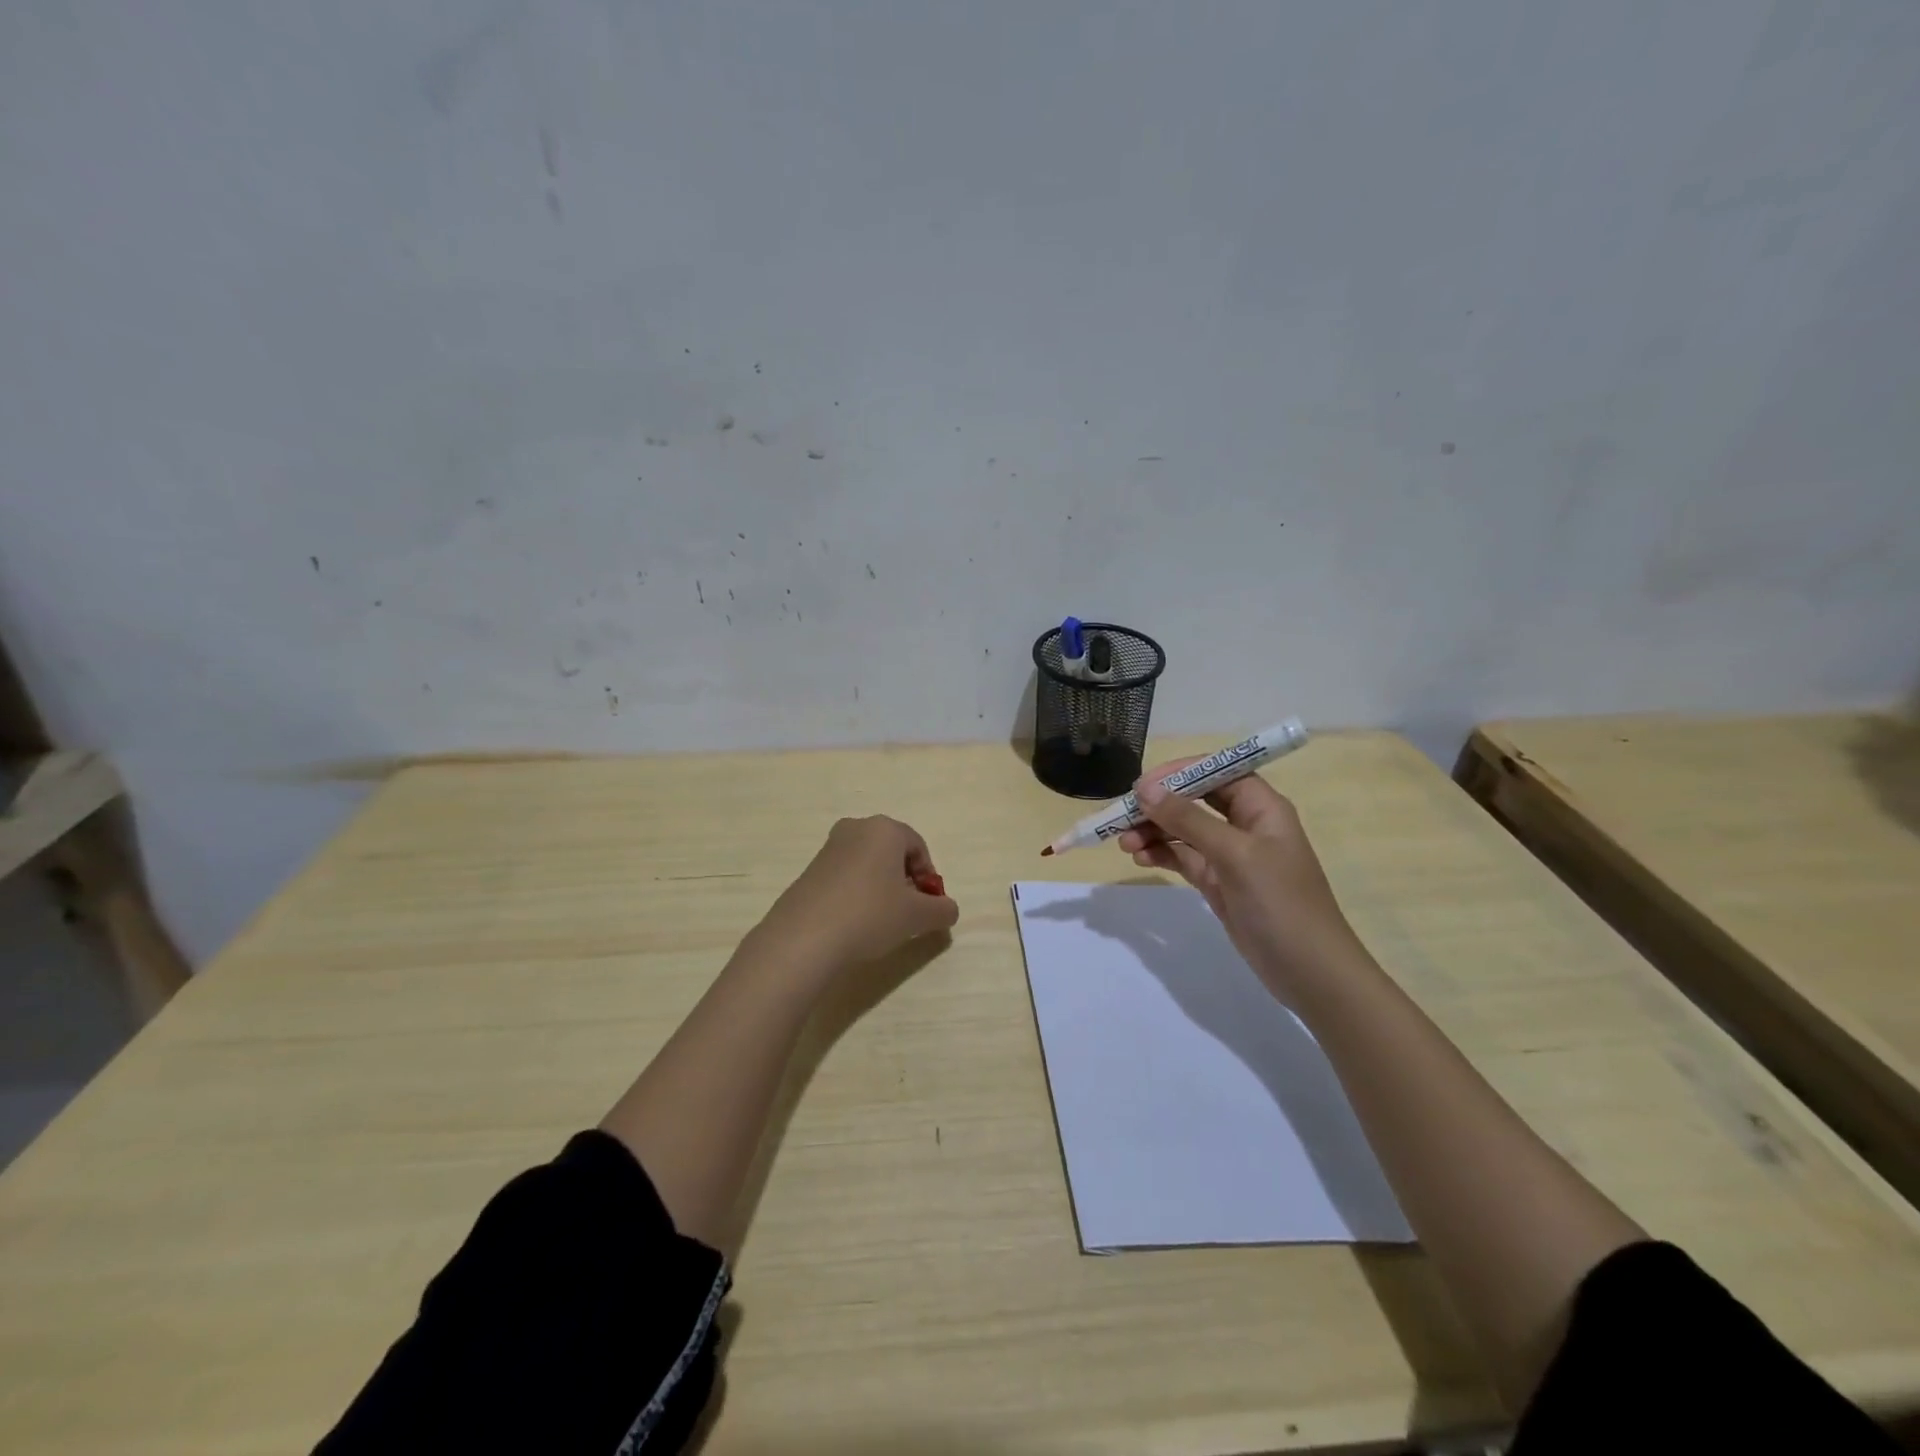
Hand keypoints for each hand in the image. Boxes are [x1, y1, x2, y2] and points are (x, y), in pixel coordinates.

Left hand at [757, 816, 959, 973]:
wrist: (804, 936)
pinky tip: (854, 922)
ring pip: (867, 863)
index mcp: (885, 829)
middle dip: (904, 879)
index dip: (928, 876)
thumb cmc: (870, 914)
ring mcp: (829, 848)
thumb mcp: (916, 916)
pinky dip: (856, 893)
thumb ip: (941, 910)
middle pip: (891, 852)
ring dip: (880, 887)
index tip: (928, 905)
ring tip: (881, 920)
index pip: (918, 846)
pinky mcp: (809, 870)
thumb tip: (948, 910)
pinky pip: (845, 876)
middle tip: (907, 911)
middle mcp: (856, 828)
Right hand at [1117, 765, 1365, 1003]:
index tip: (1141, 786)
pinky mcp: (1218, 882)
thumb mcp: (1235, 855)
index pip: (1216, 772)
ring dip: (1154, 831)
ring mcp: (1231, 855)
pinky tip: (1140, 858)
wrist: (1311, 974)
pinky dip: (1161, 854)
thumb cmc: (1281, 904)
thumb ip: (1189, 819)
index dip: (1179, 773)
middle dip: (1159, 805)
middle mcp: (1245, 825)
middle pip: (1195, 799)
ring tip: (1124, 844)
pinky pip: (1183, 857)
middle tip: (1122, 817)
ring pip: (1184, 829)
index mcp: (1262, 807)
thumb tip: (1146, 789)